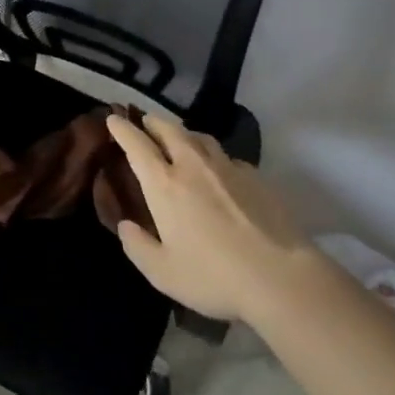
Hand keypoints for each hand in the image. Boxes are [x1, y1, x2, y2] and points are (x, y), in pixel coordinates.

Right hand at [106, 114, 308, 322]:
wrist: (281, 276)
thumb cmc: (214, 276)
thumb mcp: (162, 273)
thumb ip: (138, 247)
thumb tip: (126, 226)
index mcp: (164, 184)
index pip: (137, 145)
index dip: (123, 129)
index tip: (113, 118)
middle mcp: (193, 165)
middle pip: (169, 129)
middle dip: (153, 122)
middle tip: (145, 121)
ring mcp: (227, 167)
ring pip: (200, 137)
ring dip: (183, 133)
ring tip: (179, 140)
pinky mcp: (255, 177)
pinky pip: (226, 156)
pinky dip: (213, 156)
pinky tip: (218, 171)